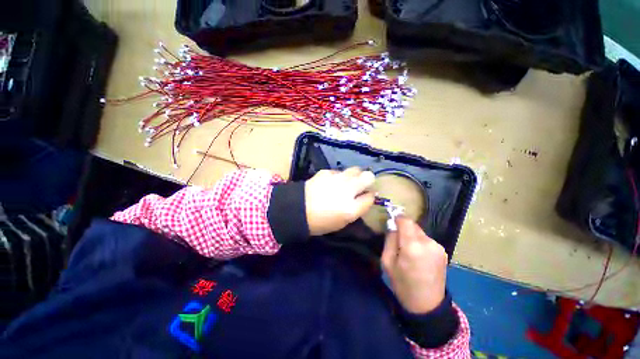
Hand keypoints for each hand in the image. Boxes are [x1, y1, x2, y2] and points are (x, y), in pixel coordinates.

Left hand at [305, 167, 375, 235]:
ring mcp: (336, 179)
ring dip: (355, 175)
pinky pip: (339, 171)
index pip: (371, 197)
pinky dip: (338, 176)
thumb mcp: (342, 222)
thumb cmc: (320, 222)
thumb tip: (365, 197)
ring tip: (347, 181)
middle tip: (361, 185)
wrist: (297, 210)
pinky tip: (331, 182)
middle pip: (368, 177)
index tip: (366, 196)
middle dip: (368, 180)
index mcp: (351, 208)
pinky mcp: (326, 172)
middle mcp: (347, 191)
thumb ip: (356, 209)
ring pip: (355, 169)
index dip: (370, 196)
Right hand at [381, 216, 447, 313]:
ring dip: (412, 236)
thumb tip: (393, 226)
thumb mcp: (387, 262)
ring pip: (420, 232)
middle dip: (404, 229)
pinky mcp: (443, 251)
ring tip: (409, 251)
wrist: (428, 305)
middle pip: (413, 225)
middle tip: (398, 241)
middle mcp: (428, 242)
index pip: (405, 220)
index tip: (391, 222)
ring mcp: (438, 247)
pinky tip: (419, 256)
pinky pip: (427, 240)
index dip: (397, 218)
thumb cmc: (402, 284)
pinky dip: (420, 243)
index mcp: (412, 246)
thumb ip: (389, 240)